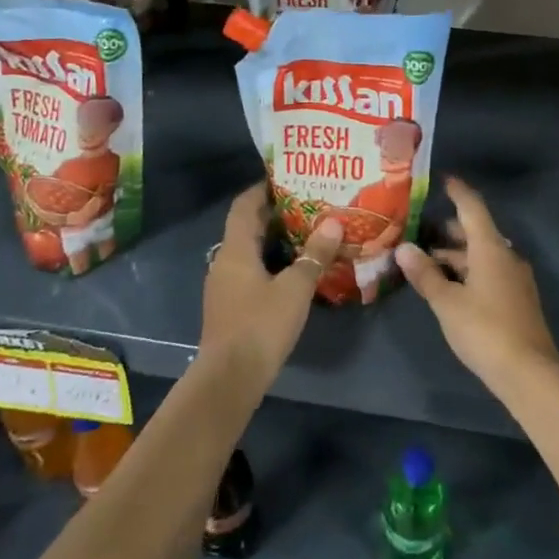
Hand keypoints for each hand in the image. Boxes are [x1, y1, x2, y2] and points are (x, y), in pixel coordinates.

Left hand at [199, 184, 339, 394]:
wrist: (229, 379)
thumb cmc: (261, 325)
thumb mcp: (296, 288)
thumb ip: (314, 254)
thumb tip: (334, 221)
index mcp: (235, 249)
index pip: (243, 205)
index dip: (262, 188)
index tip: (288, 178)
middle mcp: (224, 261)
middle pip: (246, 226)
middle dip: (274, 213)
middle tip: (308, 204)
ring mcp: (224, 285)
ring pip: (248, 250)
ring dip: (273, 239)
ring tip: (307, 232)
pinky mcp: (229, 306)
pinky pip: (249, 271)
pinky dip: (269, 262)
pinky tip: (293, 270)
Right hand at [397, 177, 558, 395]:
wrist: (530, 373)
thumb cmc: (485, 329)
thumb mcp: (447, 302)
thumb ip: (425, 274)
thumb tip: (404, 248)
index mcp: (491, 248)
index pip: (472, 208)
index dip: (458, 192)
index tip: (443, 179)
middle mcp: (506, 256)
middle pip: (477, 232)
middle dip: (450, 228)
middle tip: (420, 227)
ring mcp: (514, 279)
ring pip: (482, 255)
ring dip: (456, 254)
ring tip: (426, 259)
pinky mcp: (516, 299)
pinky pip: (488, 272)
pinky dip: (467, 271)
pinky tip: (448, 285)